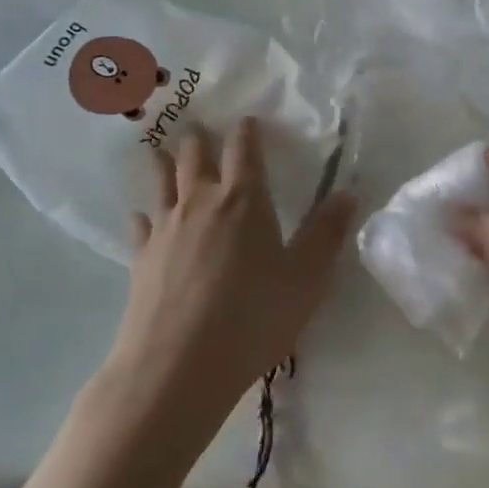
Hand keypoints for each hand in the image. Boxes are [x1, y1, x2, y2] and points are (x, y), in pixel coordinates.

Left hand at [101, 119, 355, 447]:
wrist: (176, 367)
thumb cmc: (252, 317)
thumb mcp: (306, 279)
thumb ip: (326, 233)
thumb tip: (348, 194)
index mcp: (244, 200)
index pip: (244, 150)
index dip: (246, 131)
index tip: (247, 120)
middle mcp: (201, 202)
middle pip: (196, 157)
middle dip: (200, 139)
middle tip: (199, 127)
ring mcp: (165, 229)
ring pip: (162, 182)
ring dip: (164, 163)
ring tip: (161, 150)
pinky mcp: (140, 259)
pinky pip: (140, 225)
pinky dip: (143, 216)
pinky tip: (141, 217)